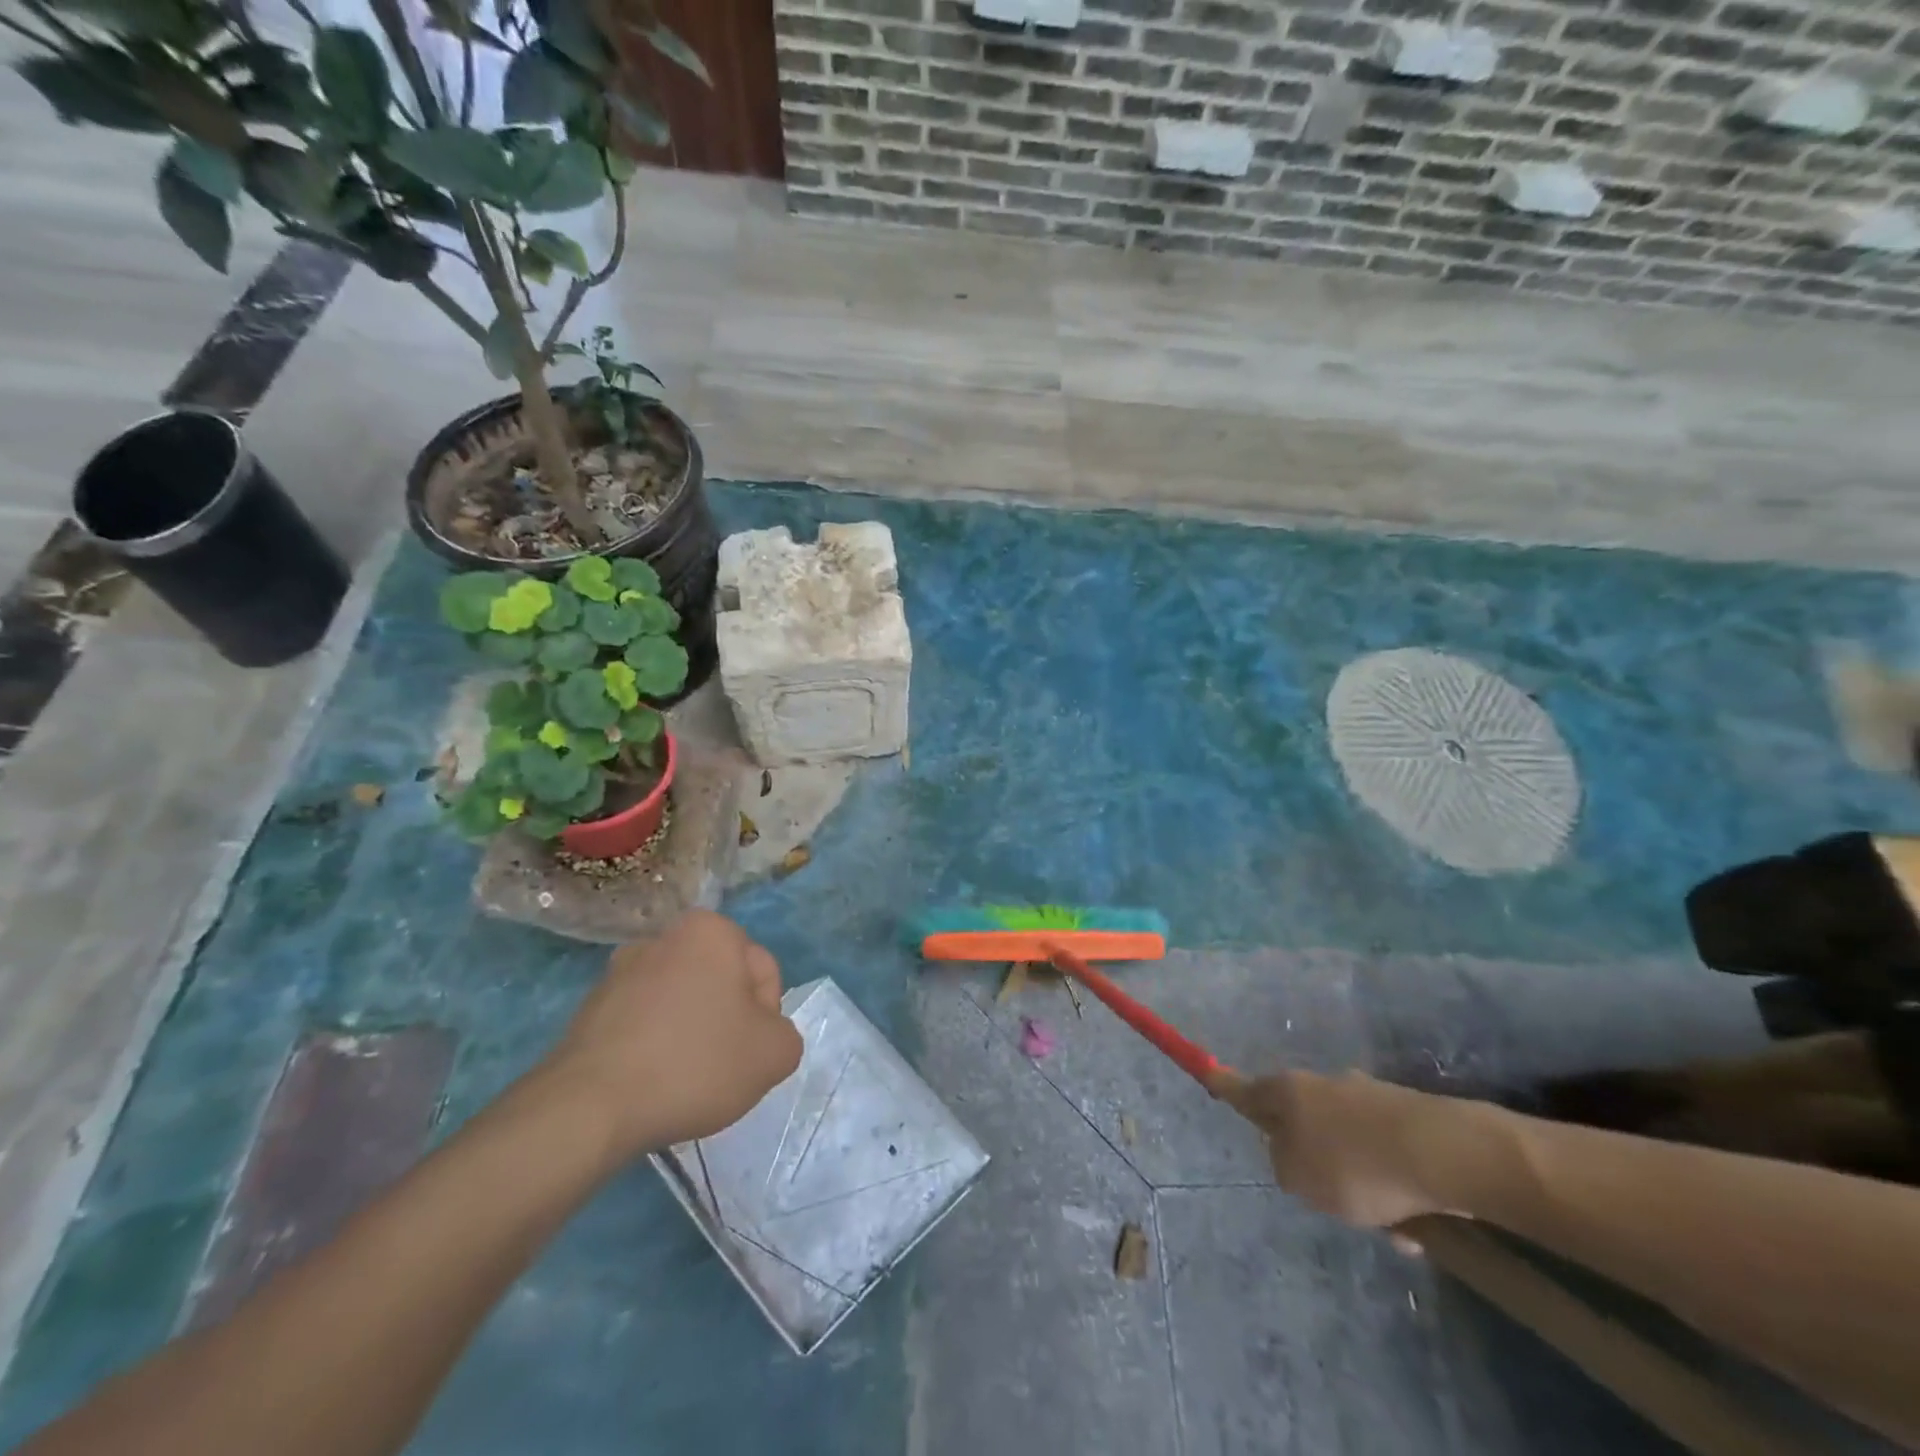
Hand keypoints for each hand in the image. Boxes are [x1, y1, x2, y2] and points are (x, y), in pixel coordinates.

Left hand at [535, 911, 803, 1160]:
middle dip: (727, 1021)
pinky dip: (654, 1047)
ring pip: (682, 1002)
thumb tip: (761, 1035)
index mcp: (710, 930)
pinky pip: (644, 1023)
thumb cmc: (694, 1063)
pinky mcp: (590, 1008)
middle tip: (722, 1067)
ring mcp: (620, 972)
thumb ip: (786, 1034)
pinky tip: (651, 1083)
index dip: (766, 1016)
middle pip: (721, 982)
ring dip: (690, 1033)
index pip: (762, 970)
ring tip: (682, 1079)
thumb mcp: (774, 1054)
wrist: (589, 1107)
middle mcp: (663, 937)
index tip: (748, 1051)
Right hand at [1226, 1070, 1481, 1231]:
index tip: (1208, 1073)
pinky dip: (1395, 1187)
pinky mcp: (1407, 1117)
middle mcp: (1323, 1085)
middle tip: (1330, 1199)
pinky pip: (1387, 1157)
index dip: (1224, 1086)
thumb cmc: (1355, 1164)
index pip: (1245, 1089)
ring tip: (1391, 1226)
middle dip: (1314, 1158)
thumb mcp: (1299, 1177)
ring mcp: (1367, 1096)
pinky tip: (1417, 1224)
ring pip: (1349, 1145)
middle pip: (1303, 1120)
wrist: (1443, 1154)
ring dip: (1361, 1182)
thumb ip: (1283, 1165)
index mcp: (1288, 1091)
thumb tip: (1292, 1155)